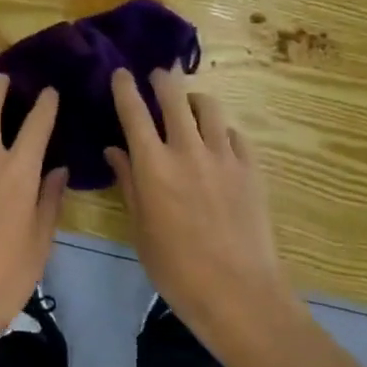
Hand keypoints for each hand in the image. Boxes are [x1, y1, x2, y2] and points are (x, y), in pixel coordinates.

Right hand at [105, 68, 299, 356]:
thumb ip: (128, 183)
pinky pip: (233, 133)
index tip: (121, 73)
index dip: (124, 87)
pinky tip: (218, 142)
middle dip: (163, 79)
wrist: (239, 294)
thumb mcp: (140, 229)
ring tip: (190, 106)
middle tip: (158, 76)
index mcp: (153, 165)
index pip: (133, 111)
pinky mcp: (251, 168)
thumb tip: (115, 150)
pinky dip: (221, 130)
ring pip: (209, 106)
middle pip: (174, 95)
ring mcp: (223, 156)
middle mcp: (187, 149)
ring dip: (194, 100)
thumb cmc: (177, 269)